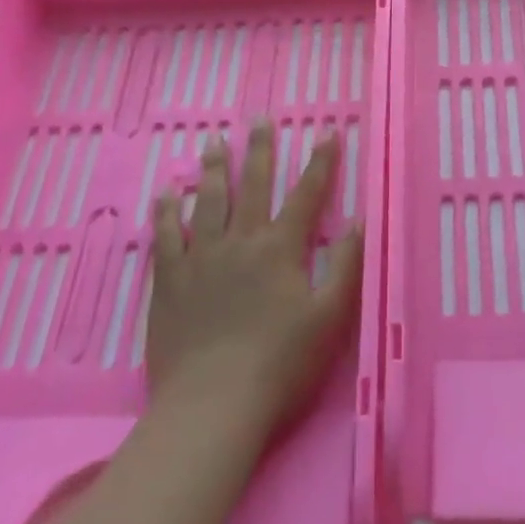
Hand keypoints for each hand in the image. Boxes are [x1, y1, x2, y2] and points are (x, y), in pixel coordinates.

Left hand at [147, 122, 363, 436]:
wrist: (213, 405)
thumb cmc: (280, 364)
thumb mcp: (330, 318)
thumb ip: (347, 266)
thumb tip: (360, 220)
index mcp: (281, 249)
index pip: (306, 195)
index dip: (320, 162)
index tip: (327, 131)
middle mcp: (241, 242)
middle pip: (251, 186)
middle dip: (259, 150)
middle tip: (258, 118)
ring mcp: (201, 258)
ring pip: (207, 202)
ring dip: (213, 169)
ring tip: (213, 142)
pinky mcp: (170, 282)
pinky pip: (166, 237)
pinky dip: (166, 213)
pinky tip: (165, 193)